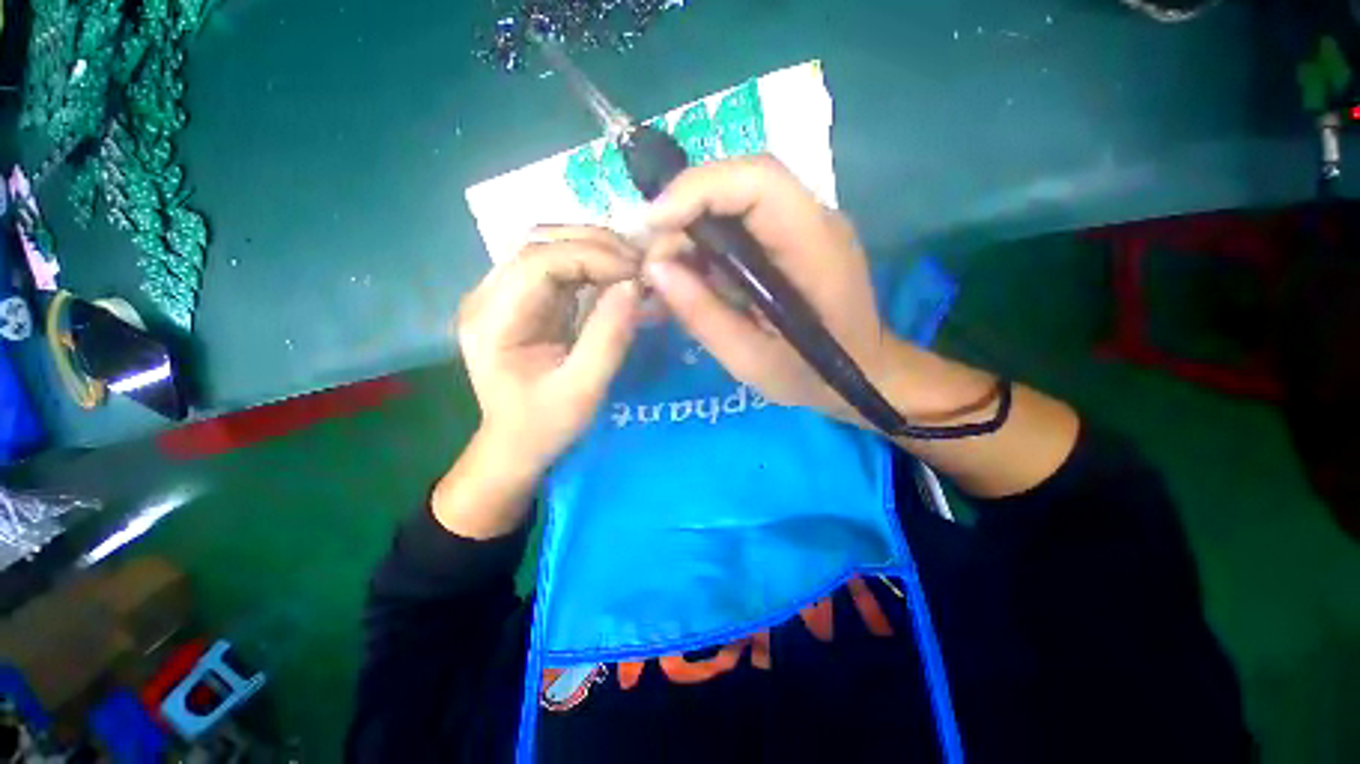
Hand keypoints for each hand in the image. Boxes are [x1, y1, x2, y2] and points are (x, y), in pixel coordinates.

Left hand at [457, 226, 642, 473]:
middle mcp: (489, 296)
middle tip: (640, 264)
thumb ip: (609, 337)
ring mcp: (504, 294)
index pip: (538, 261)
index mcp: (493, 320)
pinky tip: (616, 274)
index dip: (591, 255)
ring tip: (632, 266)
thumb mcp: (584, 389)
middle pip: (540, 242)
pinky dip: (591, 263)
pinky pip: (558, 264)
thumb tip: (635, 285)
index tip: (636, 271)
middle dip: (596, 245)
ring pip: (549, 246)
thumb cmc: (545, 425)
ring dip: (595, 249)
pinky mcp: (523, 299)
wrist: (516, 444)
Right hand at [642, 156, 889, 423]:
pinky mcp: (794, 236)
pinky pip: (744, 220)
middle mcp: (815, 220)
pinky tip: (695, 272)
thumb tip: (655, 268)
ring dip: (695, 225)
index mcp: (815, 248)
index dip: (697, 189)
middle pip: (743, 181)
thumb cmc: (812, 376)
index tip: (652, 224)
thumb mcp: (751, 361)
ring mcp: (807, 224)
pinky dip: (710, 239)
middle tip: (654, 256)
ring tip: (669, 269)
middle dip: (687, 208)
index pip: (758, 182)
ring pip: (739, 198)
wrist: (861, 373)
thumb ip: (704, 316)